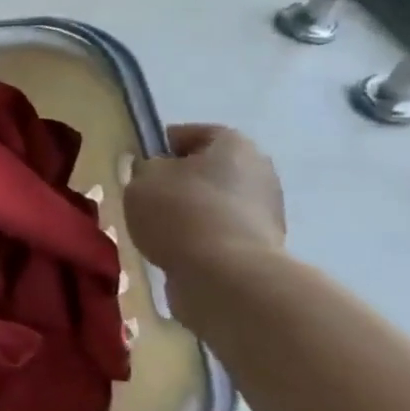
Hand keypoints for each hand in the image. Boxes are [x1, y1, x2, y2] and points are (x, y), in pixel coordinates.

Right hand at [124, 124, 285, 278]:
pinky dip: (202, 238)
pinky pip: (222, 233)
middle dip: (181, 181)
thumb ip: (145, 168)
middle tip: (149, 196)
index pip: (193, 134)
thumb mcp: (142, 180)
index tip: (142, 164)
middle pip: (209, 170)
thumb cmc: (181, 213)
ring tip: (160, 229)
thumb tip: (154, 171)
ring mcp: (267, 213)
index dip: (163, 146)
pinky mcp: (264, 248)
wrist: (226, 277)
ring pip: (216, 203)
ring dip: (192, 212)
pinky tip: (178, 250)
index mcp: (234, 145)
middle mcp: (259, 172)